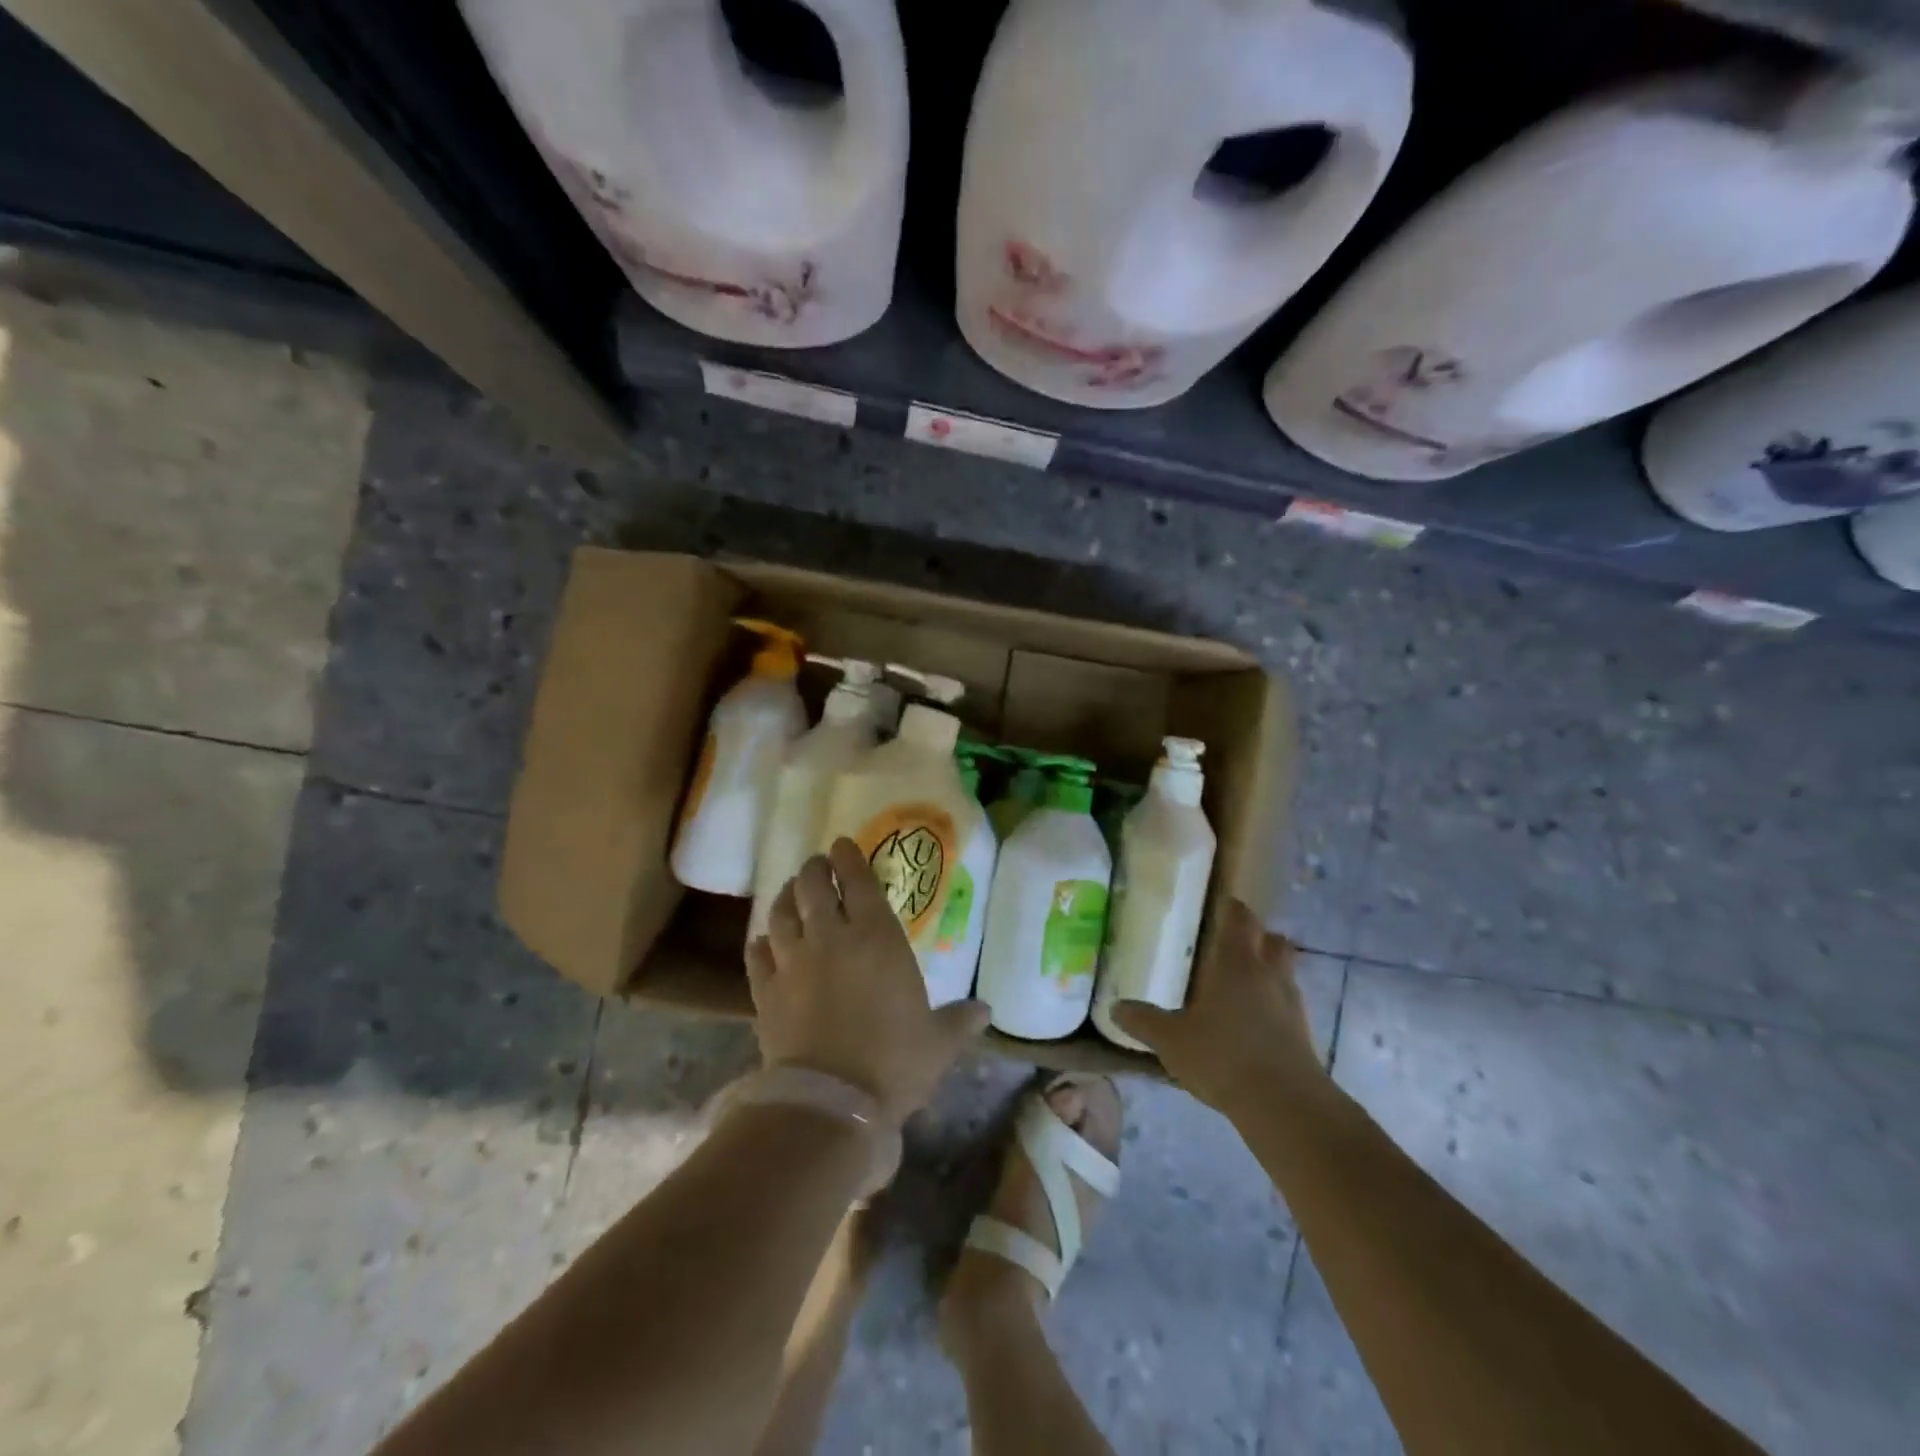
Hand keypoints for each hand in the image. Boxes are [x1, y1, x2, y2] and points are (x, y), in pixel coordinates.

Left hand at [747, 839, 989, 1125]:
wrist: (831, 1102)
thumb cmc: (894, 1062)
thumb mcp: (938, 1042)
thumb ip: (960, 1021)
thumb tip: (986, 1011)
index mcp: (876, 937)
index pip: (857, 880)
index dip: (848, 858)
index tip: (842, 844)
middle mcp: (830, 938)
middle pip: (812, 886)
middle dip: (814, 869)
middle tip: (818, 865)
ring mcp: (793, 962)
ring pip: (780, 912)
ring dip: (786, 896)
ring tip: (790, 891)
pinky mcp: (766, 991)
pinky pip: (757, 954)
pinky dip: (761, 942)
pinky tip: (764, 941)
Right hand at [1110, 900, 1322, 1113]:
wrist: (1285, 1106)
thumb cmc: (1223, 1056)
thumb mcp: (1171, 1040)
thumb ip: (1144, 1021)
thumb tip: (1115, 1007)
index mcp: (1237, 962)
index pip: (1239, 917)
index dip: (1230, 908)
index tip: (1218, 905)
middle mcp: (1270, 974)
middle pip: (1273, 940)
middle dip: (1257, 937)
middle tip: (1231, 946)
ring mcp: (1292, 1004)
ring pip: (1285, 972)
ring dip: (1268, 972)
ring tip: (1241, 987)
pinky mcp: (1305, 1035)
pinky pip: (1289, 1006)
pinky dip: (1274, 1006)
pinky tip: (1253, 1024)